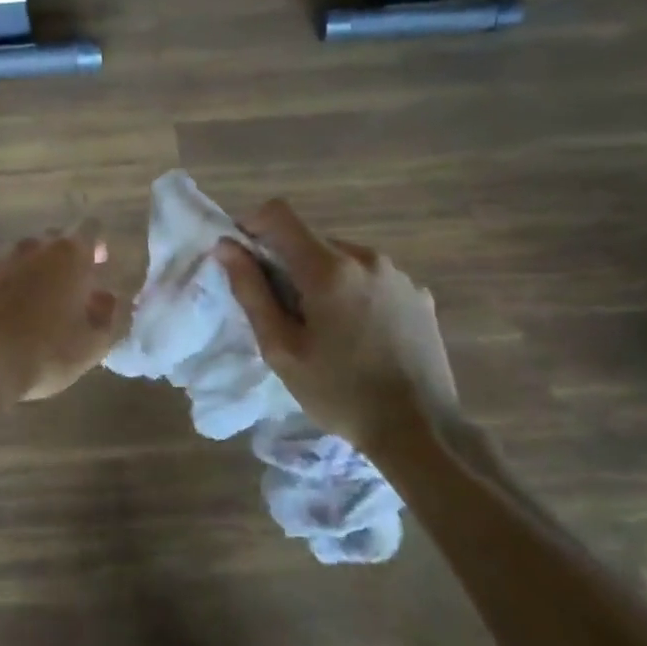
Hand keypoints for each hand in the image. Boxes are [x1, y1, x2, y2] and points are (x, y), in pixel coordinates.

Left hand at [0, 223, 121, 401]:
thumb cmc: (42, 354)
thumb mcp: (91, 346)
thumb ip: (108, 317)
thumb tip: (107, 298)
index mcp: (68, 256)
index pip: (90, 230)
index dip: (96, 246)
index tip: (99, 266)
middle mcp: (31, 248)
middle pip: (54, 241)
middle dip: (65, 260)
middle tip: (71, 291)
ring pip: (23, 259)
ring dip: (33, 275)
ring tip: (37, 309)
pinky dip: (4, 290)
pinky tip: (4, 318)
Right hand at [214, 200, 457, 456]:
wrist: (420, 431)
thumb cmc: (339, 392)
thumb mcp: (281, 349)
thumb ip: (251, 291)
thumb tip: (226, 246)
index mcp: (329, 267)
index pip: (280, 214)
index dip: (253, 224)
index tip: (244, 258)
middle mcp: (366, 258)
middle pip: (311, 241)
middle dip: (288, 264)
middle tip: (283, 313)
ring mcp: (398, 275)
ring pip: (342, 259)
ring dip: (323, 279)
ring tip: (325, 329)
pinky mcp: (419, 295)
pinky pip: (373, 279)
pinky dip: (355, 293)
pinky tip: (361, 336)